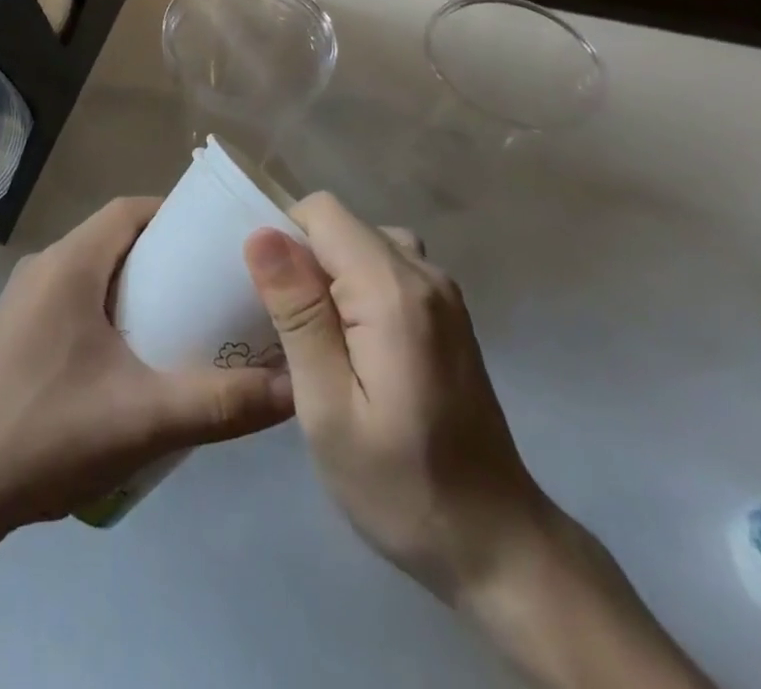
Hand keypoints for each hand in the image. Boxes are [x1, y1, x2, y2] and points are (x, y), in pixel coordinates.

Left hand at [0, 195, 293, 533]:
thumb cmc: (49, 435)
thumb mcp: (145, 419)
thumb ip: (222, 403)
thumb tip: (295, 390)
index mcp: (68, 264)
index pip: (128, 210)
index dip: (174, 216)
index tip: (216, 241)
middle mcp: (42, 267)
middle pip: (112, 237)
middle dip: (162, 253)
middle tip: (210, 285)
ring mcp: (23, 298)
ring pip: (91, 267)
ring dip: (133, 281)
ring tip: (181, 319)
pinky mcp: (15, 329)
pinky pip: (71, 295)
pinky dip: (106, 304)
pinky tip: (130, 354)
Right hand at [244, 193, 552, 601]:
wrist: (499, 547)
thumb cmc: (402, 486)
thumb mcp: (328, 408)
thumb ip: (297, 315)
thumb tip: (261, 235)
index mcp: (394, 291)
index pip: (322, 213)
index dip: (284, 240)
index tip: (269, 299)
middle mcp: (425, 274)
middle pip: (342, 226)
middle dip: (303, 261)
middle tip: (286, 330)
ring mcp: (443, 293)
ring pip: (362, 244)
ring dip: (328, 276)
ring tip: (315, 338)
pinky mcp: (447, 314)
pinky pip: (386, 268)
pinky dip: (355, 288)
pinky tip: (351, 347)